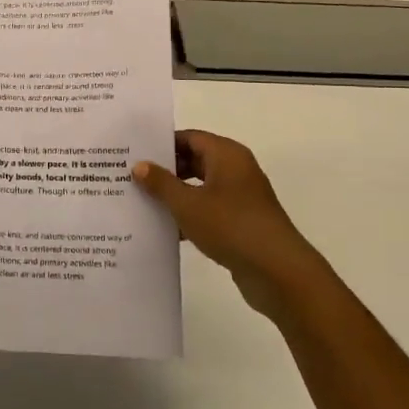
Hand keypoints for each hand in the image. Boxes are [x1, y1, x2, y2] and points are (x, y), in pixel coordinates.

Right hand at [133, 130, 329, 318]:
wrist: (277, 271)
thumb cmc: (231, 226)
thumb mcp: (187, 204)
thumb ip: (161, 183)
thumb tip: (140, 165)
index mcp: (227, 155)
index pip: (189, 137)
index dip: (162, 144)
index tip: (133, 153)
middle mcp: (236, 169)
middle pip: (195, 161)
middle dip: (165, 171)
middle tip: (131, 178)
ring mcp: (241, 197)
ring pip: (200, 187)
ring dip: (175, 195)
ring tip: (141, 203)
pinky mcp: (241, 222)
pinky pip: (209, 210)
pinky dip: (189, 215)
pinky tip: (165, 229)